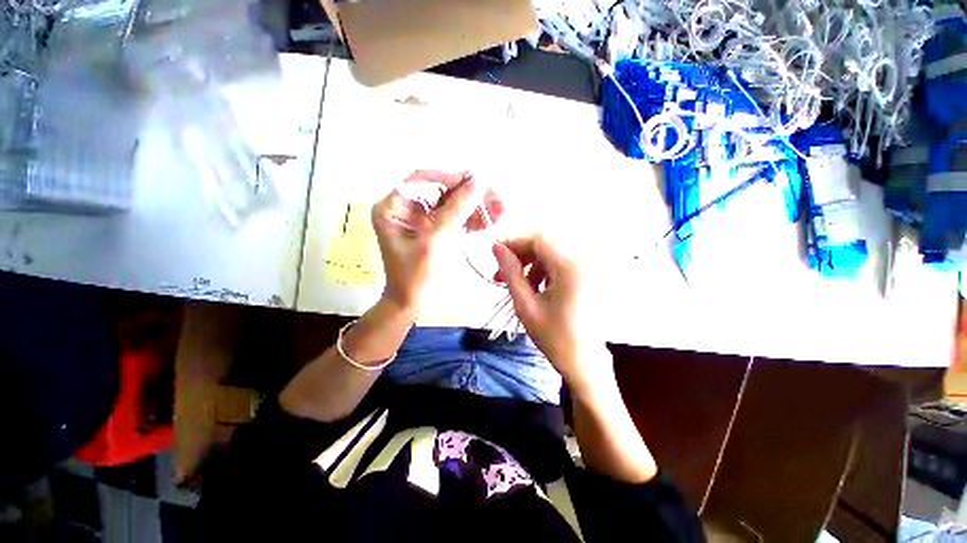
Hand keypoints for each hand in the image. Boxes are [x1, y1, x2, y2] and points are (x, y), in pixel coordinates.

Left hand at [371, 170, 486, 311]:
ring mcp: (423, 220)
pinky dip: (473, 219)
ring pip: (453, 204)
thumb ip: (455, 211)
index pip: (422, 180)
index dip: (450, 178)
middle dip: (469, 194)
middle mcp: (407, 208)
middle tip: (495, 197)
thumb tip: (478, 182)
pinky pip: (456, 219)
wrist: (413, 304)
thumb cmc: (415, 276)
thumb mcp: (433, 242)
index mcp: (393, 207)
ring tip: (499, 209)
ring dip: (476, 206)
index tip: (476, 183)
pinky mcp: (437, 231)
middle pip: (441, 191)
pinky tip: (490, 220)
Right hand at [492, 235, 613, 395]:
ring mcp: (586, 269)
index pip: (538, 238)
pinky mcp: (585, 277)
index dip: (514, 240)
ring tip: (515, 285)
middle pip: (545, 244)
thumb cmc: (554, 337)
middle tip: (500, 272)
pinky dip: (542, 271)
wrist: (585, 362)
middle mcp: (582, 261)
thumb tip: (497, 248)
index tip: (495, 252)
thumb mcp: (525, 305)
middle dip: (520, 254)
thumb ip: (510, 273)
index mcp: (570, 267)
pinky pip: (559, 264)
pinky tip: (532, 288)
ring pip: (550, 254)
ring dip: (529, 264)